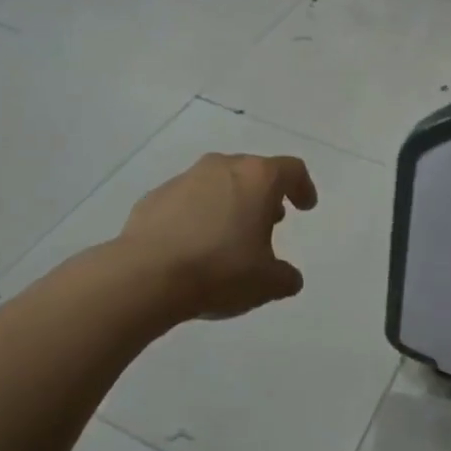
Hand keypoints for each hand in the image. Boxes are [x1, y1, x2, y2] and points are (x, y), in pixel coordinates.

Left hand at [120, 152, 317, 321]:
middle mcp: (223, 167)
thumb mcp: (266, 283)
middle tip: (270, 220)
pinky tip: (194, 243)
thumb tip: (288, 278)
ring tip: (231, 234)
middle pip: (253, 171)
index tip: (305, 206)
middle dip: (265, 194)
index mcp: (257, 178)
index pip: (291, 170)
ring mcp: (186, 178)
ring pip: (218, 182)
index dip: (303, 187)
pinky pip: (187, 199)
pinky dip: (198, 214)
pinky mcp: (156, 196)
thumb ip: (285, 277)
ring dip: (230, 202)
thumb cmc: (219, 270)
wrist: (145, 276)